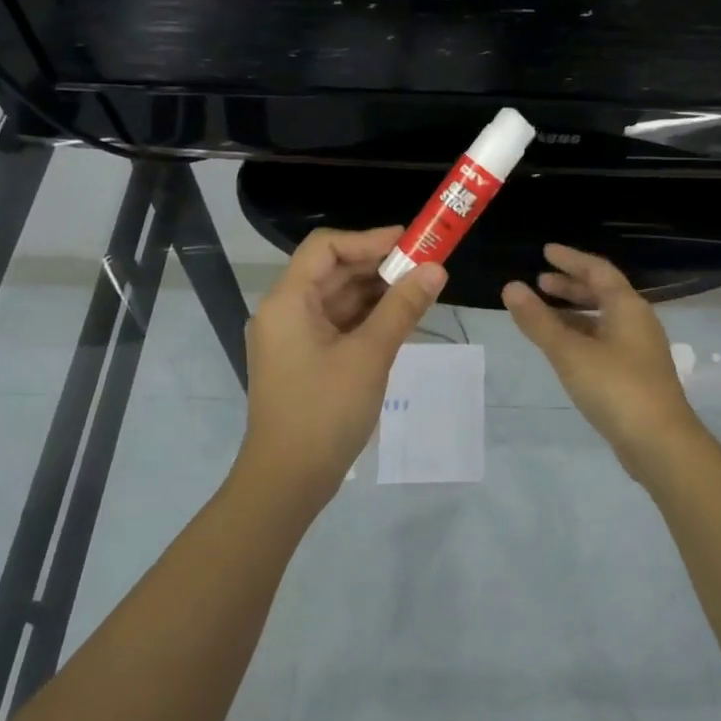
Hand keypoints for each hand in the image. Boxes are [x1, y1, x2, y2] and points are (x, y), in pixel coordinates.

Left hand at [235, 226, 445, 509]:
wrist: (288, 481)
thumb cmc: (325, 411)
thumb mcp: (370, 355)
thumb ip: (403, 308)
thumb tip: (436, 269)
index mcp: (287, 301)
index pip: (325, 248)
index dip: (368, 239)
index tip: (411, 243)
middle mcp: (284, 312)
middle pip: (332, 272)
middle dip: (379, 267)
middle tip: (426, 267)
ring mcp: (292, 339)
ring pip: (337, 300)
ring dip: (376, 293)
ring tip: (420, 292)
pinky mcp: (304, 361)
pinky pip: (337, 325)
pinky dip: (367, 319)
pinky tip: (400, 321)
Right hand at [502, 244, 702, 467]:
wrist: (660, 443)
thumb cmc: (615, 388)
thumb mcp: (570, 352)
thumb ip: (538, 320)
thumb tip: (511, 287)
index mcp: (628, 307)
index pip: (598, 270)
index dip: (571, 259)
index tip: (546, 251)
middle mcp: (637, 322)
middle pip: (603, 293)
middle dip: (572, 285)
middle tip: (541, 281)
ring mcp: (639, 351)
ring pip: (603, 320)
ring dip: (575, 312)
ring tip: (544, 314)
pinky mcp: (635, 376)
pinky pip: (604, 342)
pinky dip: (581, 336)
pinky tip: (564, 350)